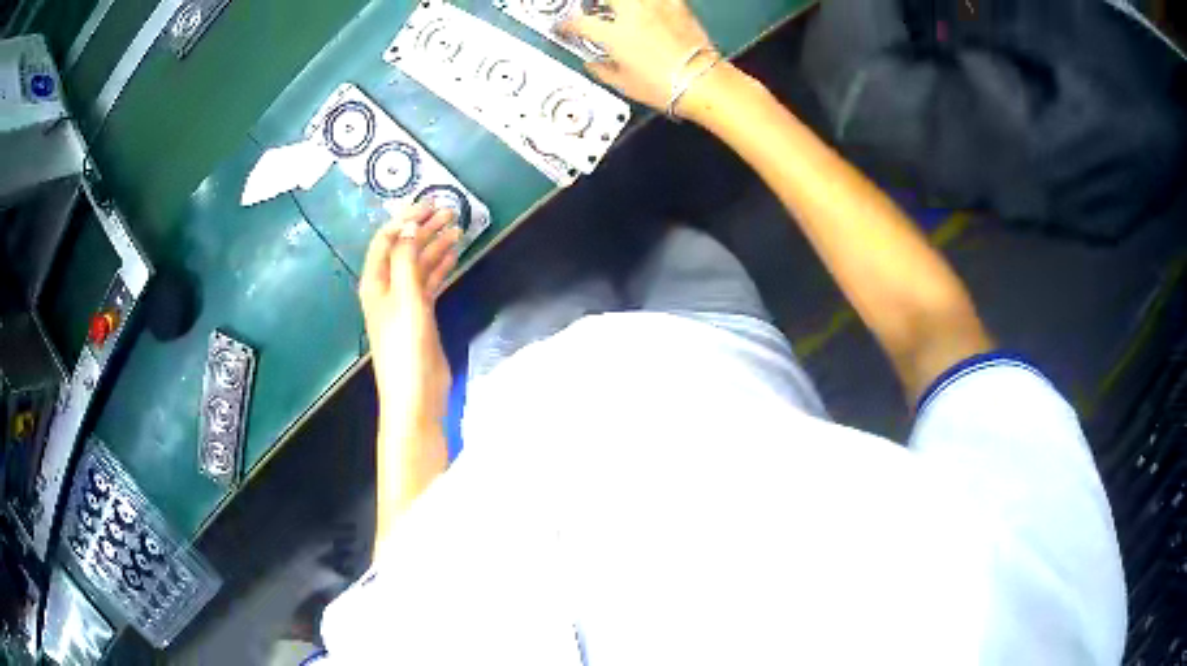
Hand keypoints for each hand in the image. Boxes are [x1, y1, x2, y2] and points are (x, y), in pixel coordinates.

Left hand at [359, 202, 460, 430]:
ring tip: (457, 228)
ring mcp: (404, 302)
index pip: (387, 240)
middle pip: (404, 249)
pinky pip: (430, 281)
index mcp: (376, 282)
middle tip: (449, 211)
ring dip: (435, 245)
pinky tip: (454, 254)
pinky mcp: (420, 314)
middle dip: (424, 228)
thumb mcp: (406, 298)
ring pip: (419, 264)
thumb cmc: (406, 346)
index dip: (405, 219)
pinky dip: (441, 266)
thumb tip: (409, 226)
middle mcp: (387, 288)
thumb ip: (407, 260)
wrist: (416, 393)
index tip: (430, 204)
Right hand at [561, 0, 714, 112]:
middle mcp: (632, 14)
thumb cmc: (664, 86)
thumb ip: (602, 70)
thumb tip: (593, 64)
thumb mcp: (624, 84)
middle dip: (596, 4)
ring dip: (623, 3)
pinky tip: (651, 8)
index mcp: (613, 34)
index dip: (566, 25)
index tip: (565, 27)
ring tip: (623, 9)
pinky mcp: (677, 6)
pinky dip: (654, 3)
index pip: (578, 22)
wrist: (702, 81)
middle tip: (597, 10)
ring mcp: (655, 7)